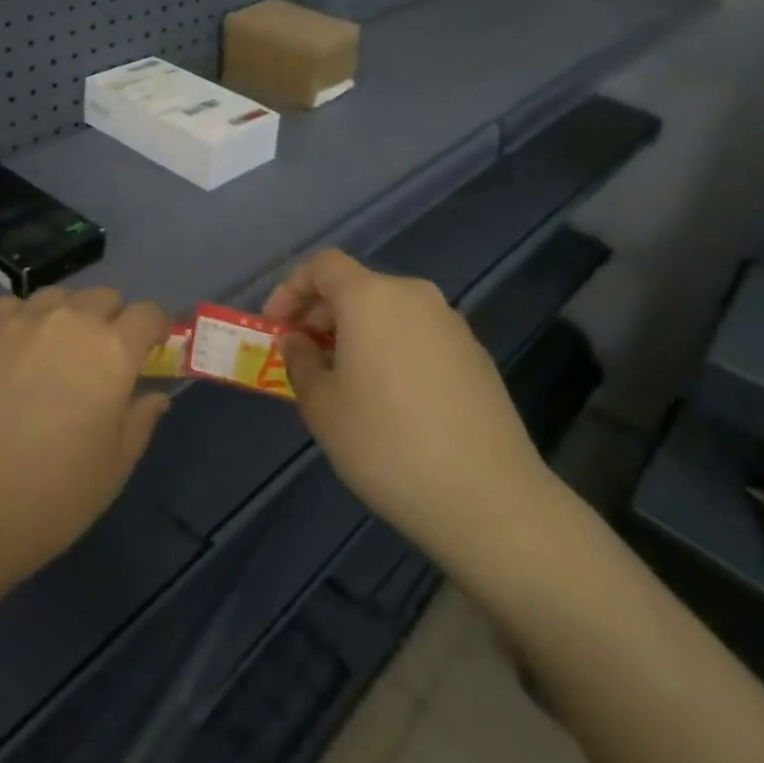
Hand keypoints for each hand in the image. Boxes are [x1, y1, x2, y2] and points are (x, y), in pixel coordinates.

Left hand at [0, 287, 171, 609]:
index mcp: (111, 350)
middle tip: (100, 363)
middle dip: (112, 322)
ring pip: (56, 298)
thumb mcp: (113, 470)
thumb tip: (153, 395)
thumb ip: (140, 420)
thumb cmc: (46, 501)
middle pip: (104, 297)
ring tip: (52, 357)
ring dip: (67, 318)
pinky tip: (9, 357)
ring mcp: (16, 320)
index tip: (151, 351)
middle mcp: (68, 320)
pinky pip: (9, 308)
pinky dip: (20, 322)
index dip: (156, 329)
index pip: (149, 313)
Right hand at [266, 250, 563, 568]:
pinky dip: (391, 348)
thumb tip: (297, 341)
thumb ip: (301, 362)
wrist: (488, 496)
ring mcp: (450, 323)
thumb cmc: (387, 444)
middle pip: (357, 287)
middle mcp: (414, 296)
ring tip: (342, 381)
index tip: (275, 327)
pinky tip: (389, 398)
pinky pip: (418, 335)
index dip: (291, 289)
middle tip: (302, 356)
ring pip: (389, 312)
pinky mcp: (475, 354)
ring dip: (357, 333)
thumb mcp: (323, 407)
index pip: (323, 266)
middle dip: (322, 315)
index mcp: (371, 297)